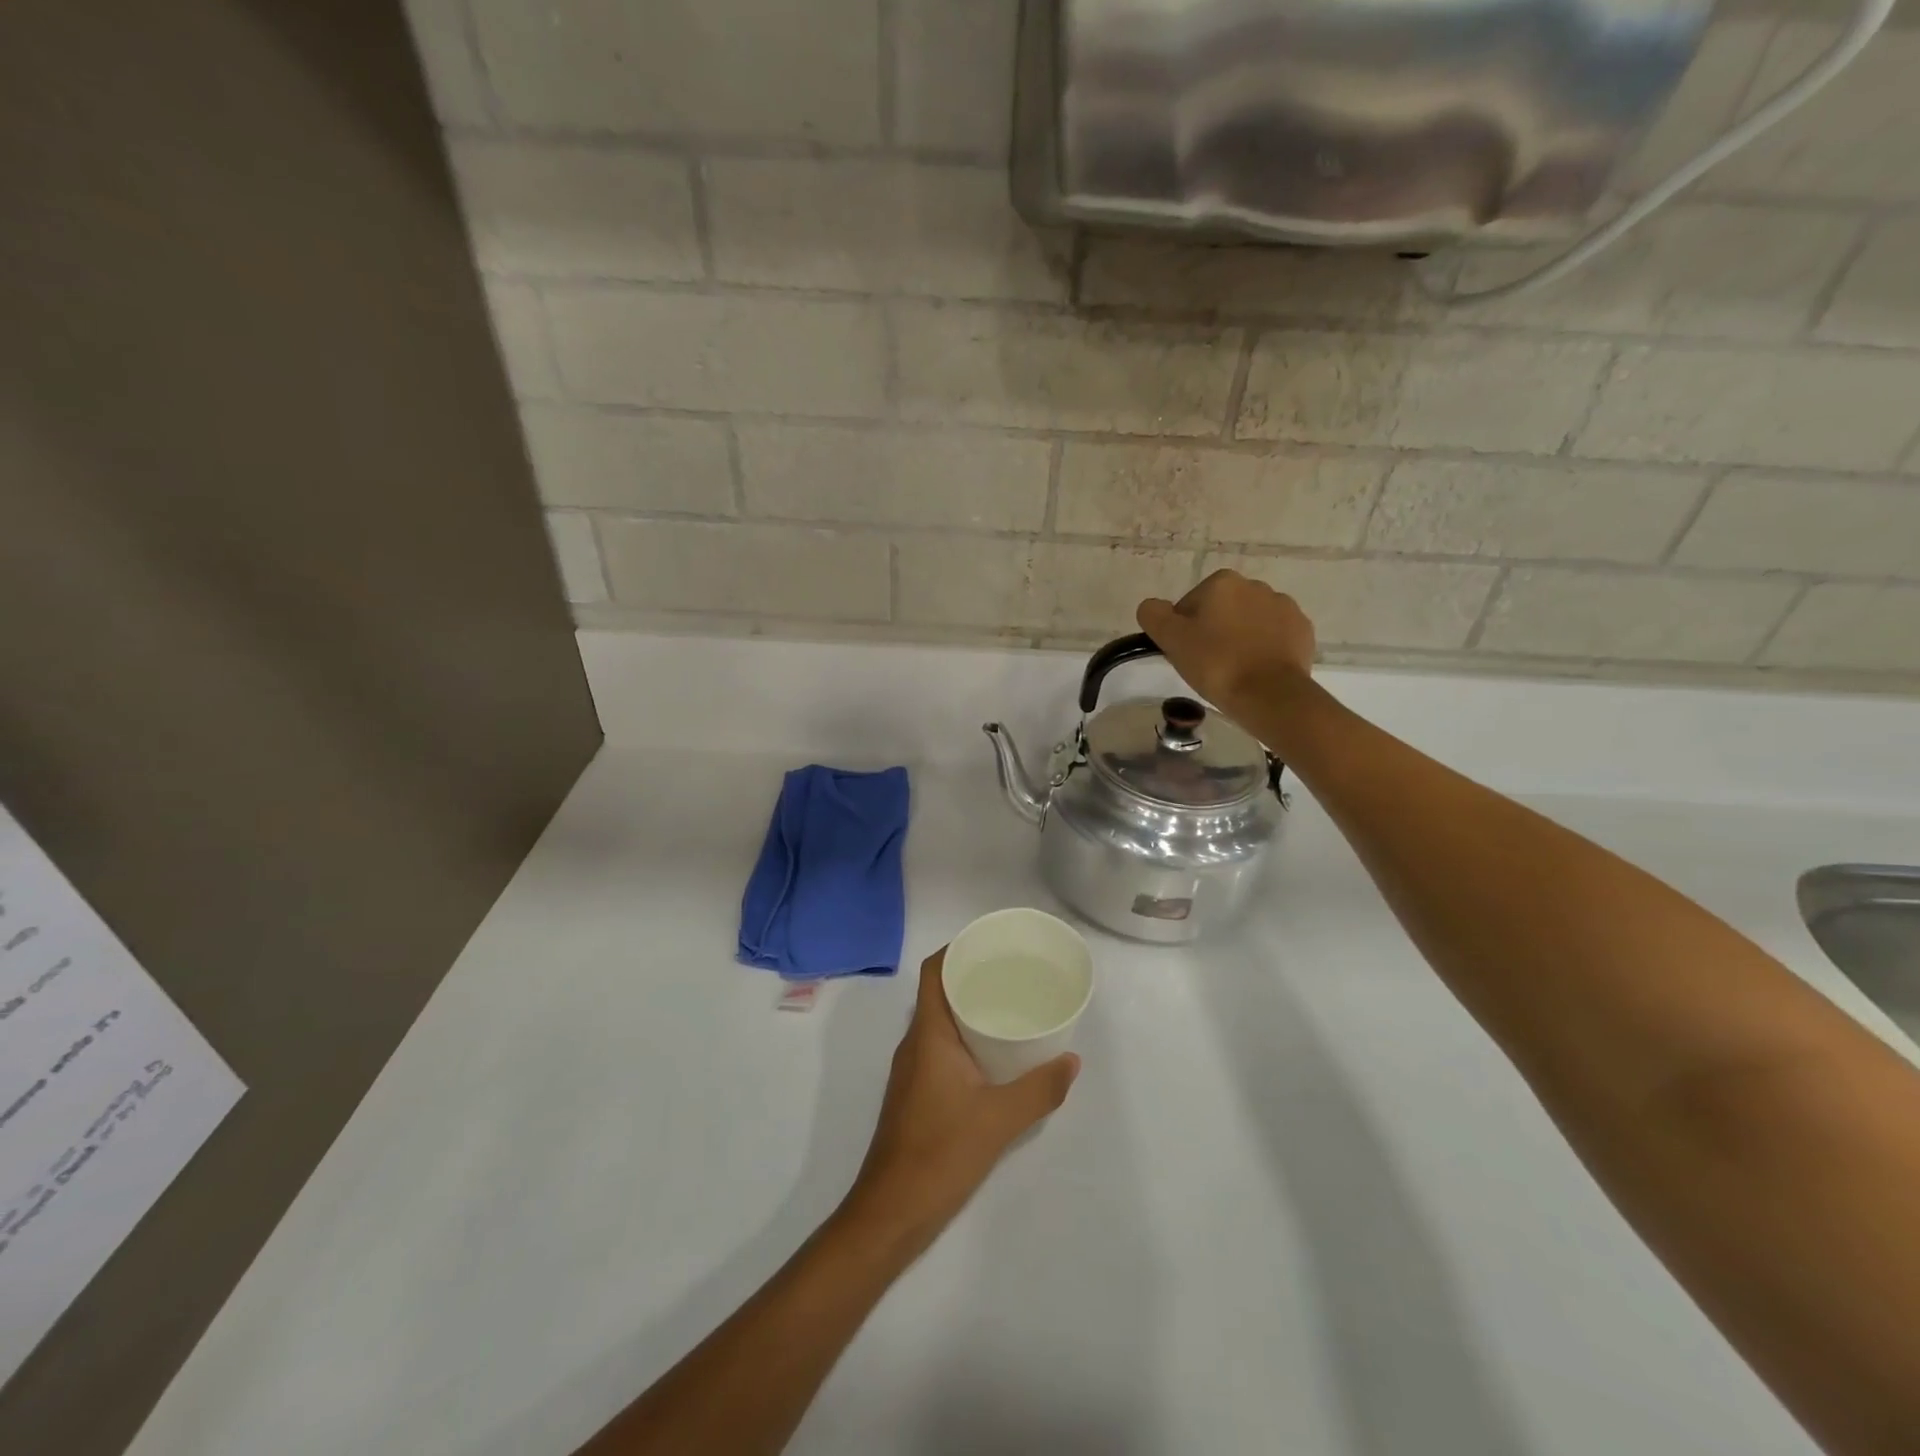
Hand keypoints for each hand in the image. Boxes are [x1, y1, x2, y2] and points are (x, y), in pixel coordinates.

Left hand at [840, 949, 1078, 1253]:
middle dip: (971, 977)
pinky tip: (994, 1056)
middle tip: (1013, 973)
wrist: (892, 1211)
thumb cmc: (940, 1153)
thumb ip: (1040, 1089)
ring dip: (969, 1009)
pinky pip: (941, 1048)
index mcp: (928, 1034)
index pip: (933, 972)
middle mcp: (915, 1043)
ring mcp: (912, 1070)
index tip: (991, 943)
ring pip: (940, 1022)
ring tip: (1010, 1007)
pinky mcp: (916, 1093)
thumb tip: (1071, 1061)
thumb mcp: (1000, 1119)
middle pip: (939, 993)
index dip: (956, 950)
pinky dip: (965, 1039)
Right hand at [1137, 569, 1316, 715]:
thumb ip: (1153, 615)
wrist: (1270, 694)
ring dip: (1240, 639)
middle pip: (1221, 610)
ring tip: (1234, 670)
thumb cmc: (1216, 664)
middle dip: (1214, 631)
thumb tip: (1153, 607)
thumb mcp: (1171, 639)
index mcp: (1222, 583)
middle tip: (1207, 664)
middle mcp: (1255, 586)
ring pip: (1249, 622)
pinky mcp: (1302, 631)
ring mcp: (1284, 607)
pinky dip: (1264, 649)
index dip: (1183, 630)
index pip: (1189, 605)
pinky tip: (1256, 671)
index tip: (1186, 654)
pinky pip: (1274, 636)